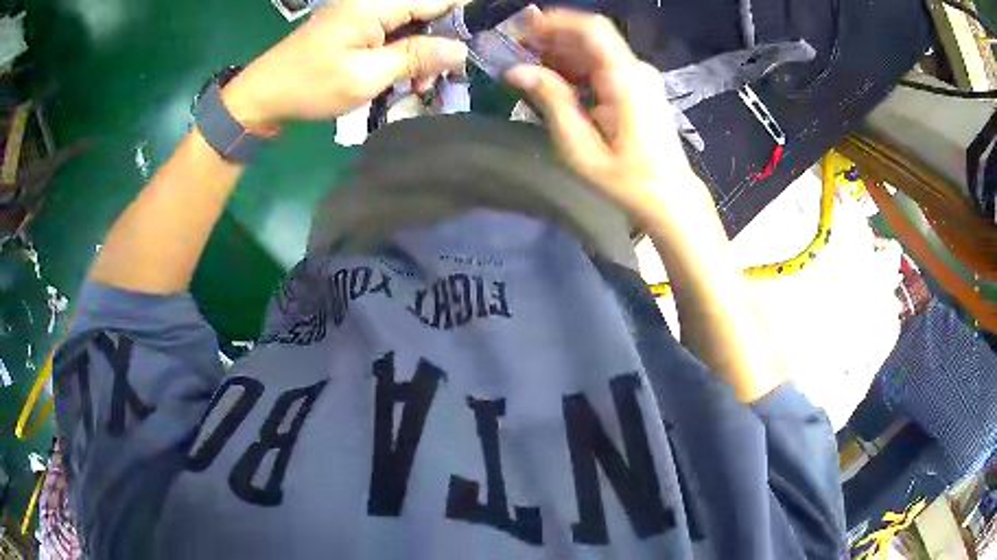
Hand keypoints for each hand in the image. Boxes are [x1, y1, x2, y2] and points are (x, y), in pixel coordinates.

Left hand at [222, 0, 468, 130]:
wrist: (263, 95)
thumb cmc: (310, 86)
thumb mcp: (366, 76)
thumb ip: (415, 58)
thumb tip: (461, 49)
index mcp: (376, 4)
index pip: (439, 0)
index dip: (465, 19)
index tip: (479, 47)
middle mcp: (373, 1)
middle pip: (427, 11)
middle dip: (441, 43)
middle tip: (438, 79)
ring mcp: (363, 12)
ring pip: (412, 25)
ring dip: (422, 54)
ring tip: (418, 86)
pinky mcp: (356, 25)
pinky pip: (393, 33)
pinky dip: (402, 55)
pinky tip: (401, 79)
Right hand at [506, 10, 710, 221]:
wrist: (669, 197)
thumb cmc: (626, 180)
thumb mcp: (580, 147)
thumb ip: (551, 101)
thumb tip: (515, 70)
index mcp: (625, 78)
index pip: (590, 29)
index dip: (554, 21)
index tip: (520, 28)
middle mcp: (635, 69)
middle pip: (590, 36)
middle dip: (550, 37)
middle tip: (514, 50)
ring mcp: (639, 77)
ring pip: (594, 50)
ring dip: (559, 52)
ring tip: (525, 65)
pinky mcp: (638, 88)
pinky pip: (602, 66)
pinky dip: (575, 67)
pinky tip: (552, 80)